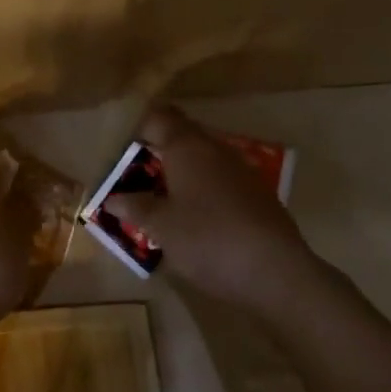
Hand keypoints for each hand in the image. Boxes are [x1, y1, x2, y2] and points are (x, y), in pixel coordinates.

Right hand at [105, 105, 314, 306]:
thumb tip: (113, 199)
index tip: (119, 148)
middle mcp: (215, 149)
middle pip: (181, 135)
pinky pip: (220, 179)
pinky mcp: (257, 194)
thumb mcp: (161, 227)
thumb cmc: (208, 240)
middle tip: (133, 175)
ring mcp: (241, 170)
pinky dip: (202, 189)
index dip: (137, 127)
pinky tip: (193, 217)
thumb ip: (135, 208)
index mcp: (187, 146)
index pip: (158, 117)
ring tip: (159, 198)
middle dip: (157, 150)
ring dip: (180, 171)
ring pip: (202, 158)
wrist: (277, 273)